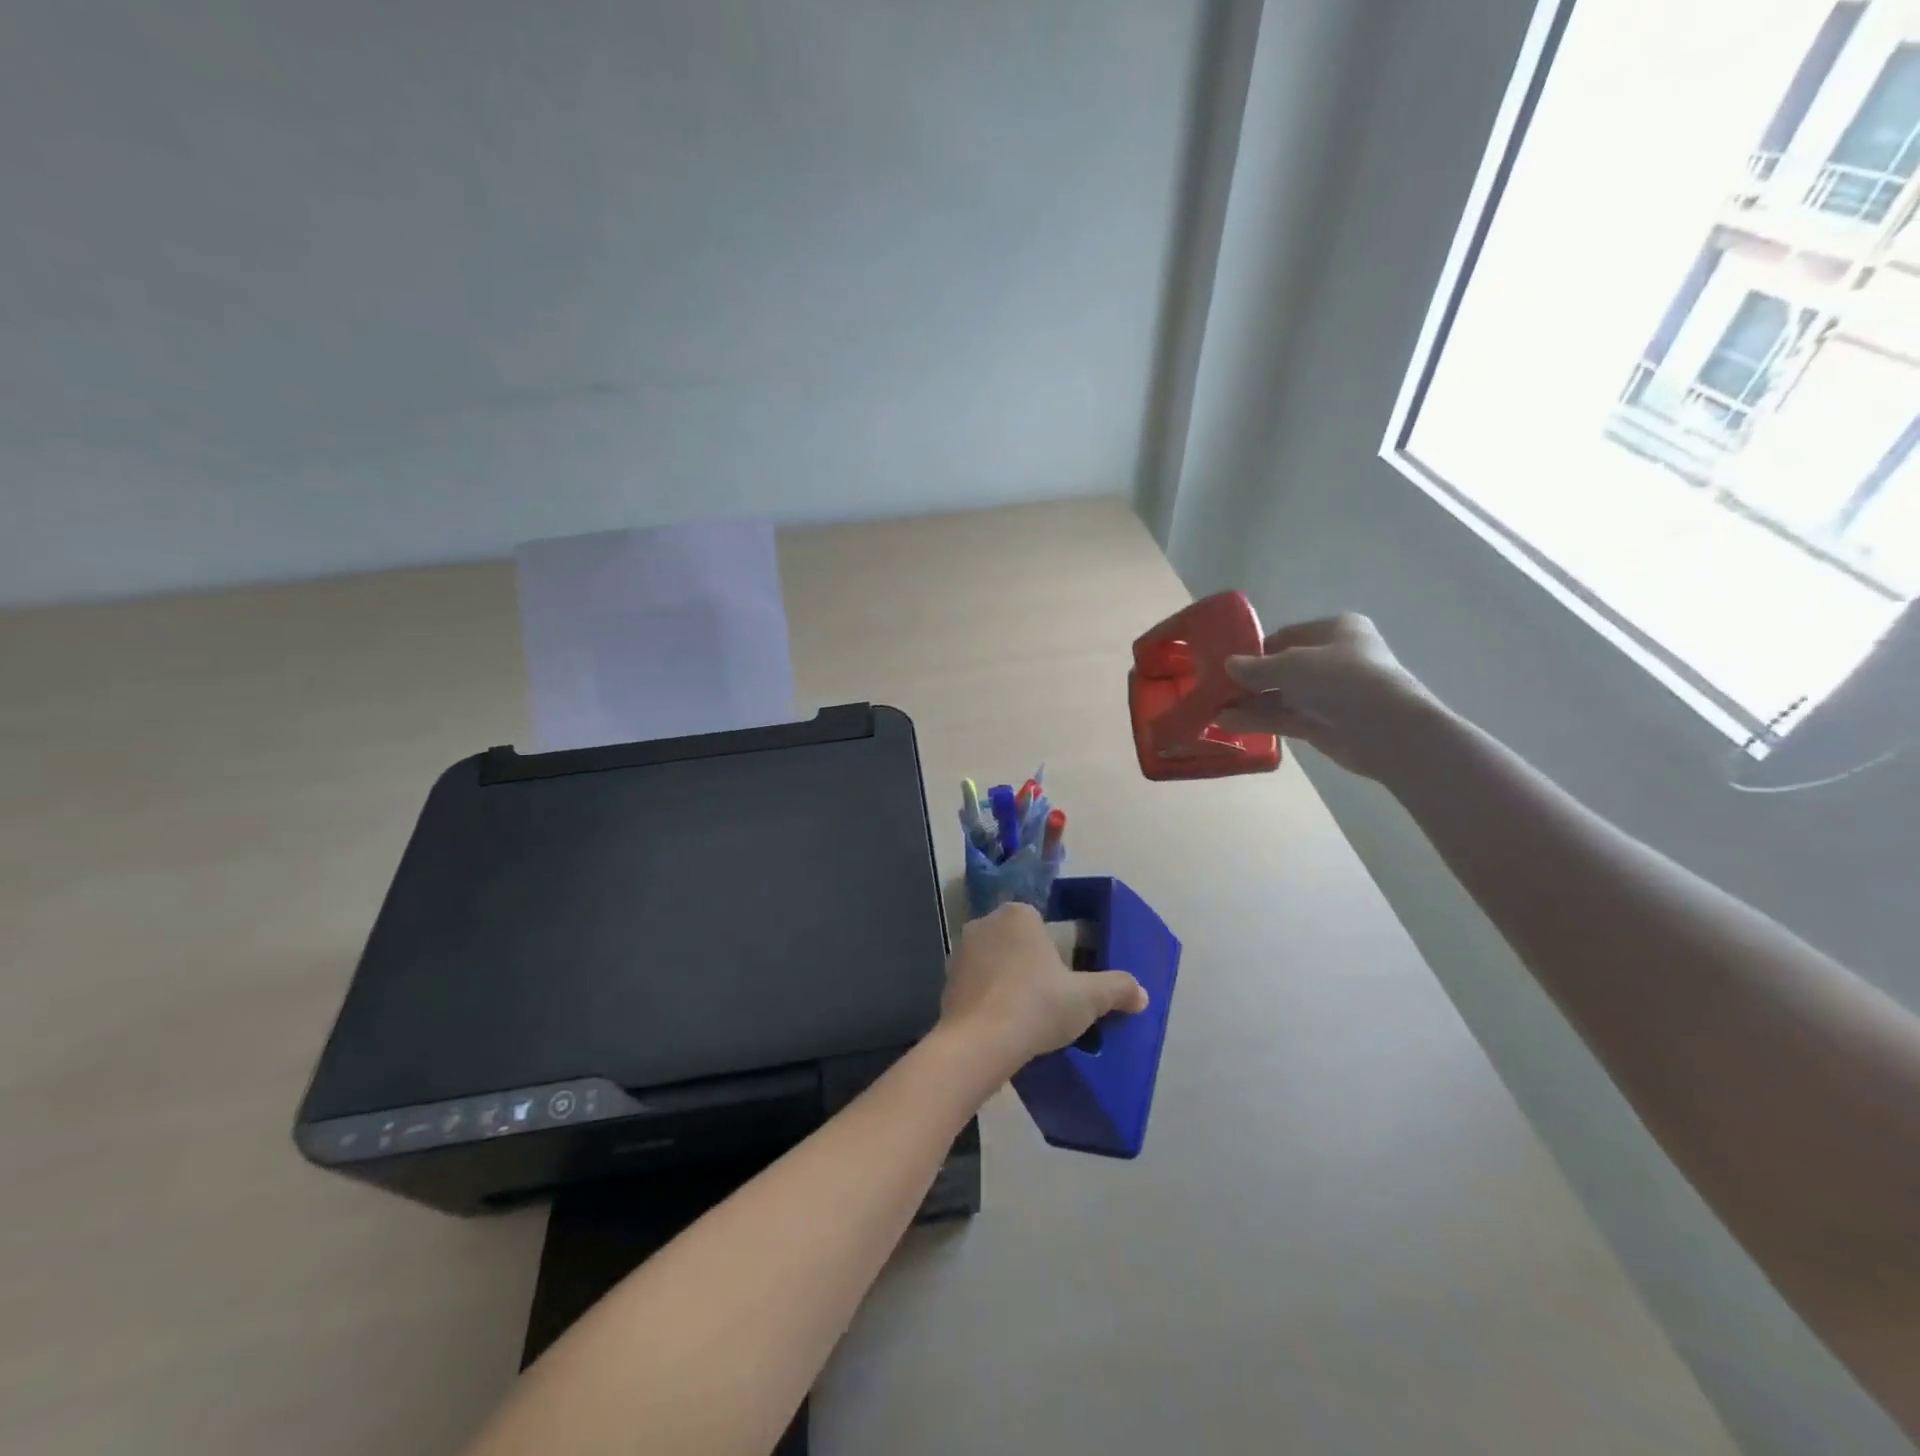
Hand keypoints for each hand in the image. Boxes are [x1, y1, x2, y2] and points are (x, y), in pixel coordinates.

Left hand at [938, 903, 1146, 1075]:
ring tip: (1026, 1015)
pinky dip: (988, 1000)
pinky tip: (1001, 1025)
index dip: (1055, 951)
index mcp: (1018, 914)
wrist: (980, 1043)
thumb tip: (1142, 994)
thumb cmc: (1037, 1005)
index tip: (1065, 980)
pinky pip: (976, 986)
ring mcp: (960, 952)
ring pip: (994, 963)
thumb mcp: (1088, 998)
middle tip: (1049, 998)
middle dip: (1030, 964)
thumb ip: (1117, 989)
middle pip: (1016, 941)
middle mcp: (985, 923)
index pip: (1041, 924)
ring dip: (1007, 981)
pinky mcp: (946, 981)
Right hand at [1217, 613, 1444, 781]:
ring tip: (1212, 710)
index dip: (1256, 649)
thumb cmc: (1341, 679)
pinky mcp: (1324, 724)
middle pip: (1282, 668)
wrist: (1386, 728)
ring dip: (1248, 703)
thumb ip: (1256, 667)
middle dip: (1249, 680)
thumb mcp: (1290, 665)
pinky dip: (1258, 720)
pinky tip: (1227, 722)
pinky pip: (1285, 718)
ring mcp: (1329, 694)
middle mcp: (1334, 659)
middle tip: (1215, 689)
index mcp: (1335, 630)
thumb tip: (1228, 665)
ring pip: (1281, 696)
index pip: (1287, 636)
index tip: (1226, 663)